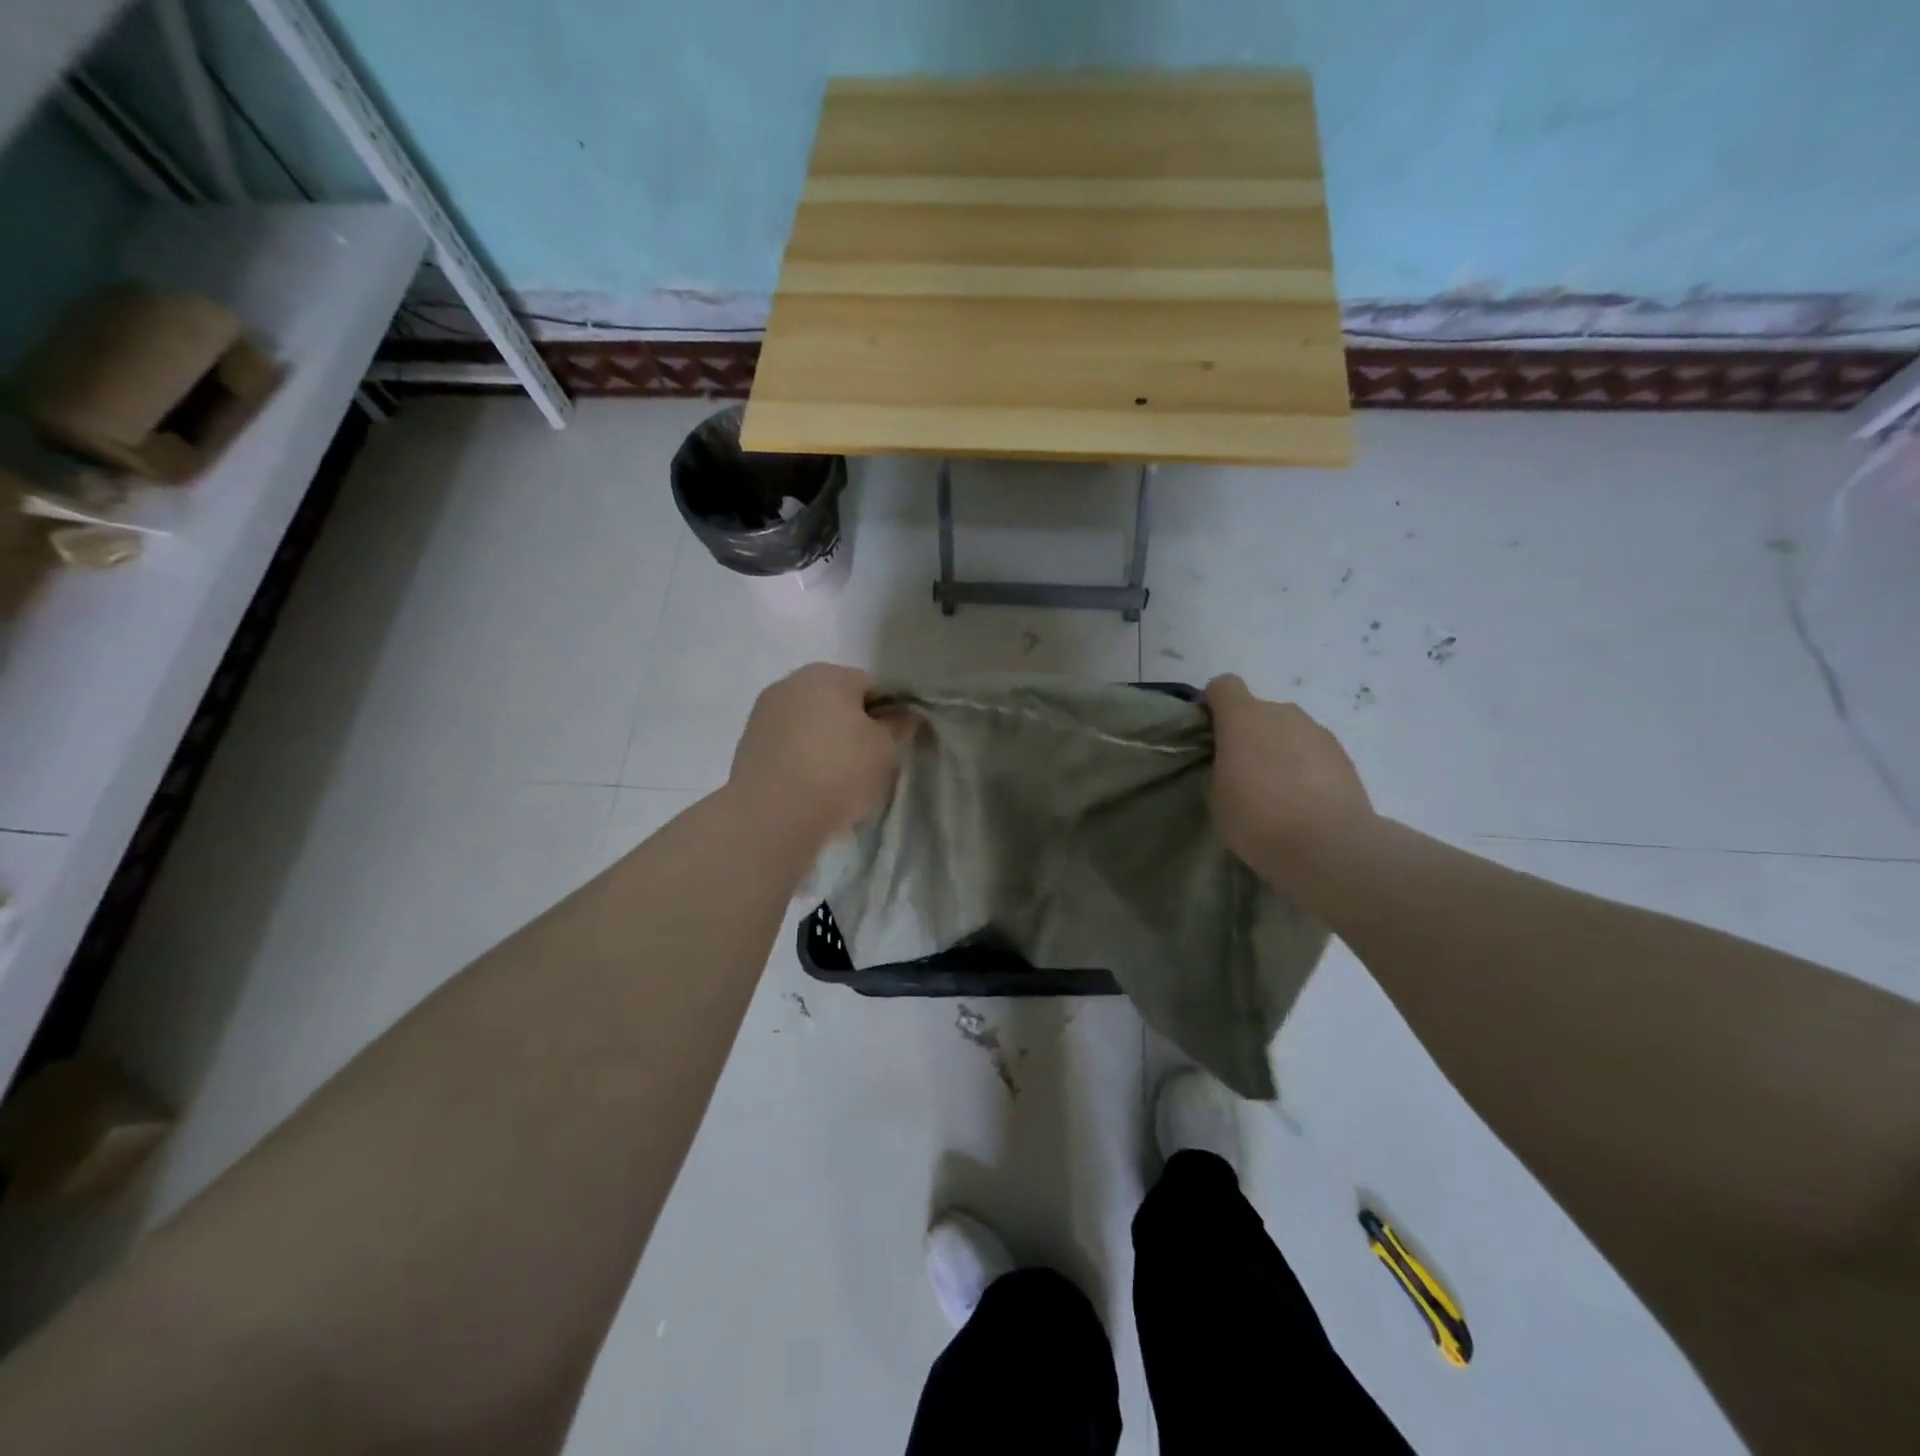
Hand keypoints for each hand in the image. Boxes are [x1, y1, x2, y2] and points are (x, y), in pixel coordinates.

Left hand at [728, 663, 912, 845]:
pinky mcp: (749, 745)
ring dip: (827, 743)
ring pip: (811, 725)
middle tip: (869, 764)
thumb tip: (903, 716)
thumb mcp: (884, 750)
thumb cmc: (839, 771)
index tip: (894, 743)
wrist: (773, 815)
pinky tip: (812, 788)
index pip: (872, 685)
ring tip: (839, 782)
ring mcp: (764, 714)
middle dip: (854, 727)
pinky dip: (803, 760)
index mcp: (827, 674)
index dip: (889, 713)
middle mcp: (791, 683)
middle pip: (837, 702)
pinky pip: (789, 746)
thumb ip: (897, 727)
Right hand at [1205, 675, 1374, 889]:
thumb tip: (1235, 761)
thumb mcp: (1217, 794)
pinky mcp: (1343, 754)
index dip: (1213, 705)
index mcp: (1243, 717)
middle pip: (1258, 710)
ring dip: (1278, 749)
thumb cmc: (1257, 818)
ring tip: (1277, 791)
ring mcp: (1317, 731)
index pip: (1223, 686)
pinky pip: (1312, 751)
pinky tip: (1304, 801)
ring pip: (1287, 731)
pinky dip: (1304, 766)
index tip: (1210, 734)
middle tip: (1242, 772)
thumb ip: (1221, 765)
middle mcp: (1282, 713)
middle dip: (1248, 733)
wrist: (1328, 845)